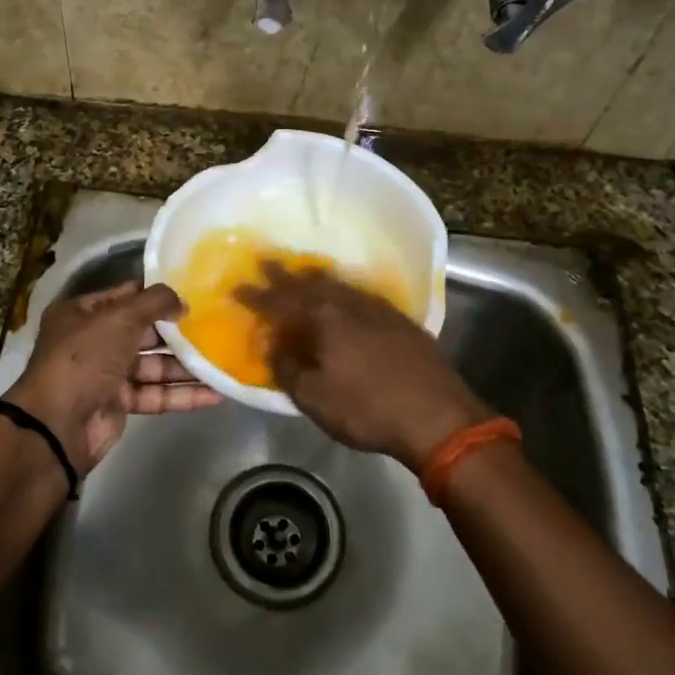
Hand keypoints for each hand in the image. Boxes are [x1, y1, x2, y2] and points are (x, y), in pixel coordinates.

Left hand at [3, 281, 219, 474]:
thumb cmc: (84, 358)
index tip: (194, 294)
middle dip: (176, 333)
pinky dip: (181, 394)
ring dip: (184, 366)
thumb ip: (154, 303)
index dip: (157, 295)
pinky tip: (214, 393)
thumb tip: (183, 301)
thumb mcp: (119, 318)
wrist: (57, 425)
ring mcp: (106, 374)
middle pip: (143, 332)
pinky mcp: (119, 404)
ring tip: (221, 362)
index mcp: (83, 313)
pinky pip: (154, 394)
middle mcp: (93, 340)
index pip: (126, 296)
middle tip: (215, 327)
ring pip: (152, 366)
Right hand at [237, 262, 491, 471]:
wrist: (437, 415)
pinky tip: (345, 295)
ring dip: (315, 278)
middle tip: (265, 260)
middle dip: (284, 274)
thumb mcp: (315, 398)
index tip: (237, 286)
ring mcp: (378, 308)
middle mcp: (348, 303)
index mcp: (323, 318)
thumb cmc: (368, 409)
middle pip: (309, 283)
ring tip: (302, 271)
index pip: (280, 301)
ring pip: (338, 285)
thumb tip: (274, 347)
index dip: (257, 295)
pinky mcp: (399, 319)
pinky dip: (343, 290)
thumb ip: (288, 369)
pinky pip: (360, 294)